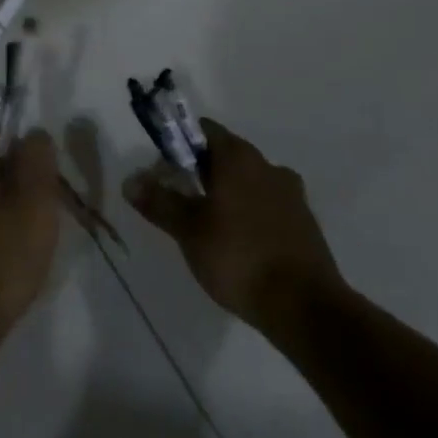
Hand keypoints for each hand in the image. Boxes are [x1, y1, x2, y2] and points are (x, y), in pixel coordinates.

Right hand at [124, 119, 346, 332]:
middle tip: (179, 201)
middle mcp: (267, 166)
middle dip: (201, 172)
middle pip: (226, 155)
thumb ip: (159, 201)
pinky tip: (239, 244)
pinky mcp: (305, 224)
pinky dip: (250, 215)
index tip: (163, 169)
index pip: (203, 130)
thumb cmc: (239, 257)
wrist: (306, 308)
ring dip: (227, 194)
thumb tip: (131, 180)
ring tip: (208, 226)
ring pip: (249, 182)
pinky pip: (268, 207)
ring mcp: (291, 195)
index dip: (179, 144)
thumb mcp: (188, 230)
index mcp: (238, 157)